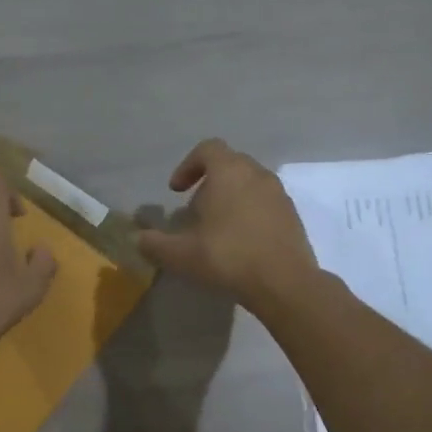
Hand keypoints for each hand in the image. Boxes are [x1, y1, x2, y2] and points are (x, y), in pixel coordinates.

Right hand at [136, 139, 319, 315]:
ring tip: (218, 228)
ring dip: (231, 197)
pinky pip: (266, 203)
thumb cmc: (228, 257)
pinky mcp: (293, 215)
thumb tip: (138, 238)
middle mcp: (257, 174)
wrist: (284, 282)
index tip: (176, 191)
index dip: (187, 166)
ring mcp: (279, 194)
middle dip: (209, 182)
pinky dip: (250, 212)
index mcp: (229, 172)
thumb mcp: (181, 255)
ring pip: (250, 183)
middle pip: (230, 164)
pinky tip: (242, 241)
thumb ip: (154, 244)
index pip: (207, 149)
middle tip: (196, 210)